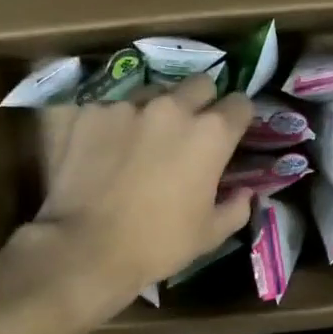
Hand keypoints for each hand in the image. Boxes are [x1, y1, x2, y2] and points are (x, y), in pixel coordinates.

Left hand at [14, 73, 253, 322]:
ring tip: (139, 140)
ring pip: (150, 92)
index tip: (231, 134)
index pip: (240, 104)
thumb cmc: (158, 244)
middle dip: (200, 102)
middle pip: (199, 84)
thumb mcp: (209, 234)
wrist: (86, 248)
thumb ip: (236, 207)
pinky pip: (107, 108)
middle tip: (188, 132)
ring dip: (153, 110)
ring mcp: (125, 105)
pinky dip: (110, 124)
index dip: (238, 119)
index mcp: (210, 134)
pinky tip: (100, 150)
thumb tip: (245, 193)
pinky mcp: (87, 112)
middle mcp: (171, 107)